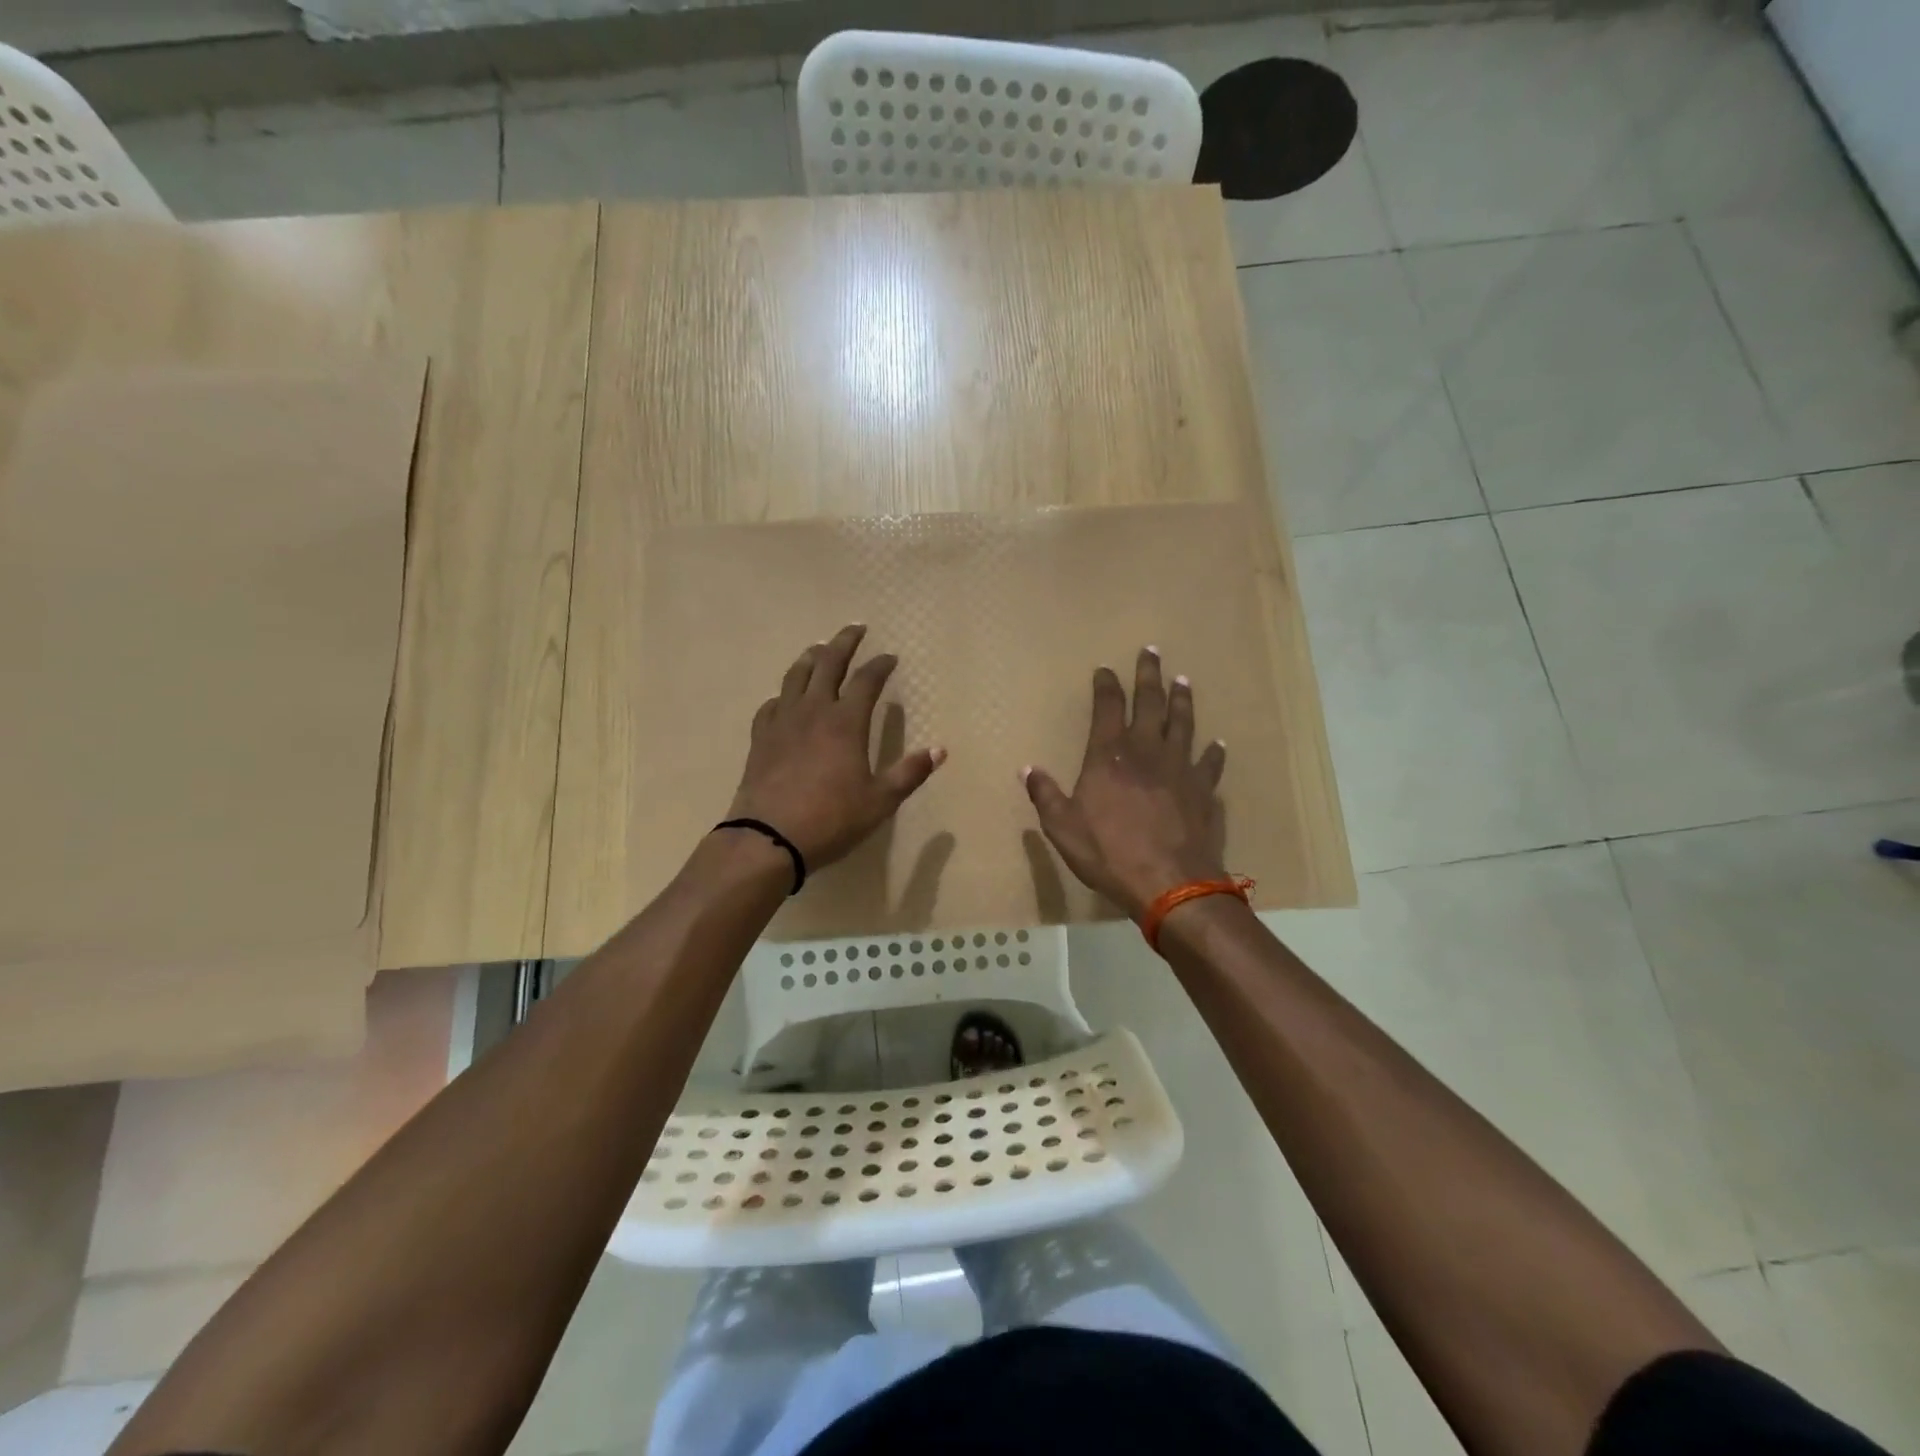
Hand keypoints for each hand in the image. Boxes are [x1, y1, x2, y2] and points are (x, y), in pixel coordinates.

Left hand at [727, 624, 945, 871]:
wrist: (768, 838)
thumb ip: (909, 773)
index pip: (866, 681)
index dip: (880, 666)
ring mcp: (782, 722)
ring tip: (818, 649)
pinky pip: (772, 705)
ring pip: (795, 677)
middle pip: (827, 664)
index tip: (890, 657)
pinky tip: (785, 699)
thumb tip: (939, 750)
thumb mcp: (880, 801)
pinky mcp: (761, 738)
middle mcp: (813, 711)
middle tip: (855, 628)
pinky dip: (783, 695)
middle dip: (844, 643)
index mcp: (845, 722)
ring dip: (809, 658)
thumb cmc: (831, 819)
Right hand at [1023, 646, 1227, 917]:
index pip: (1108, 708)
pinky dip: (1213, 752)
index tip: (1105, 670)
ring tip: (1183, 681)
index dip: (1106, 685)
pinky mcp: (1203, 790)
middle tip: (1151, 651)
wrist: (1170, 883)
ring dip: (1182, 700)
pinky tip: (1217, 744)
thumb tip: (1027, 769)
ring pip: (1183, 724)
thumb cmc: (1109, 853)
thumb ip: (1045, 795)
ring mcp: (1180, 769)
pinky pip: (1210, 764)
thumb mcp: (1063, 828)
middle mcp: (1147, 752)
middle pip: (1150, 703)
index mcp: (1109, 756)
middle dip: (1149, 675)